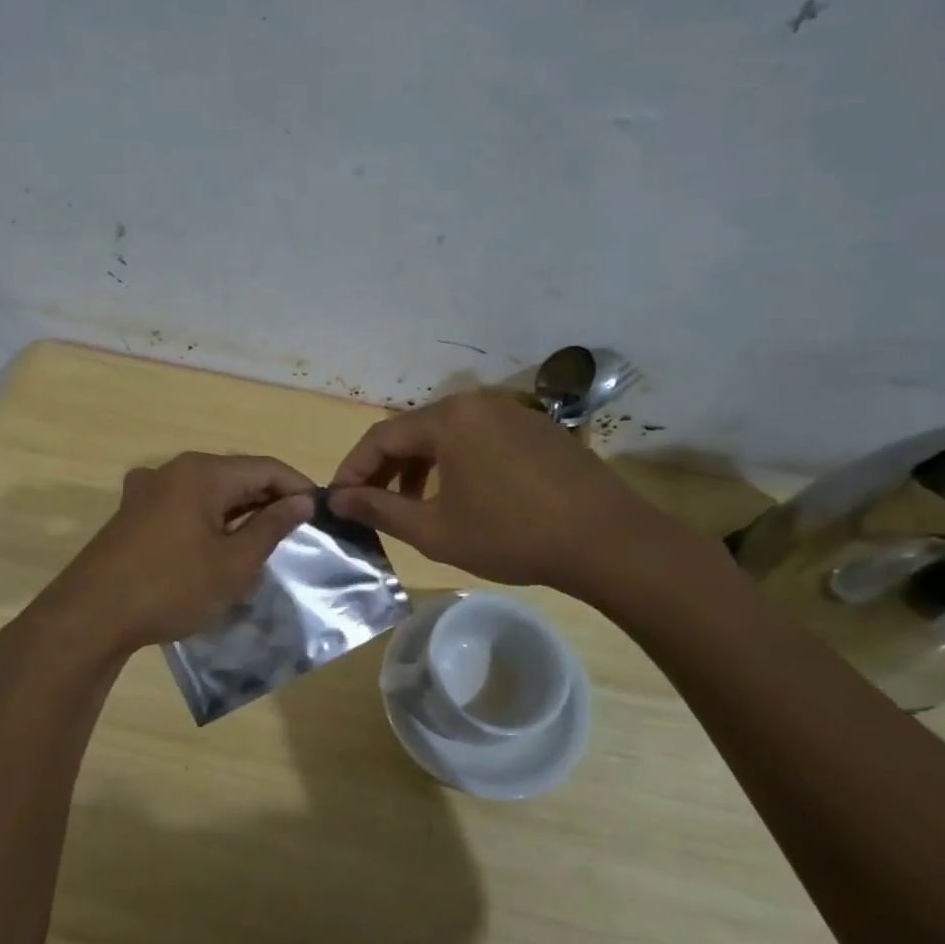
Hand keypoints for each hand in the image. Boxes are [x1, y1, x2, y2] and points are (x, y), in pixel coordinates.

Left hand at [19, 453, 314, 660]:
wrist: (90, 616)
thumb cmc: (172, 586)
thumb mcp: (234, 563)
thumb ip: (271, 526)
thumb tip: (300, 501)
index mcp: (202, 472)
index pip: (265, 468)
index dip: (297, 487)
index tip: (321, 514)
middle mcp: (174, 470)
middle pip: (236, 475)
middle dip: (268, 500)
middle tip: (297, 533)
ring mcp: (147, 490)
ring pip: (208, 492)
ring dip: (238, 513)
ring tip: (262, 543)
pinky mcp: (132, 514)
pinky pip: (184, 506)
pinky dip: (209, 521)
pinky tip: (215, 548)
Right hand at [327, 390, 684, 592]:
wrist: (607, 540)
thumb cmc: (511, 535)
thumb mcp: (435, 529)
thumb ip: (380, 510)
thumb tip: (337, 499)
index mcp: (448, 419)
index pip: (381, 437)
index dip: (353, 469)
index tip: (338, 500)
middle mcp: (477, 403)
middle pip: (414, 432)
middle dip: (386, 470)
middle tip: (370, 506)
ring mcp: (512, 412)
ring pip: (447, 436)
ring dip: (420, 469)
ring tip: (412, 507)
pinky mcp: (537, 429)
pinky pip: (479, 440)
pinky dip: (456, 465)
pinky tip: (461, 498)